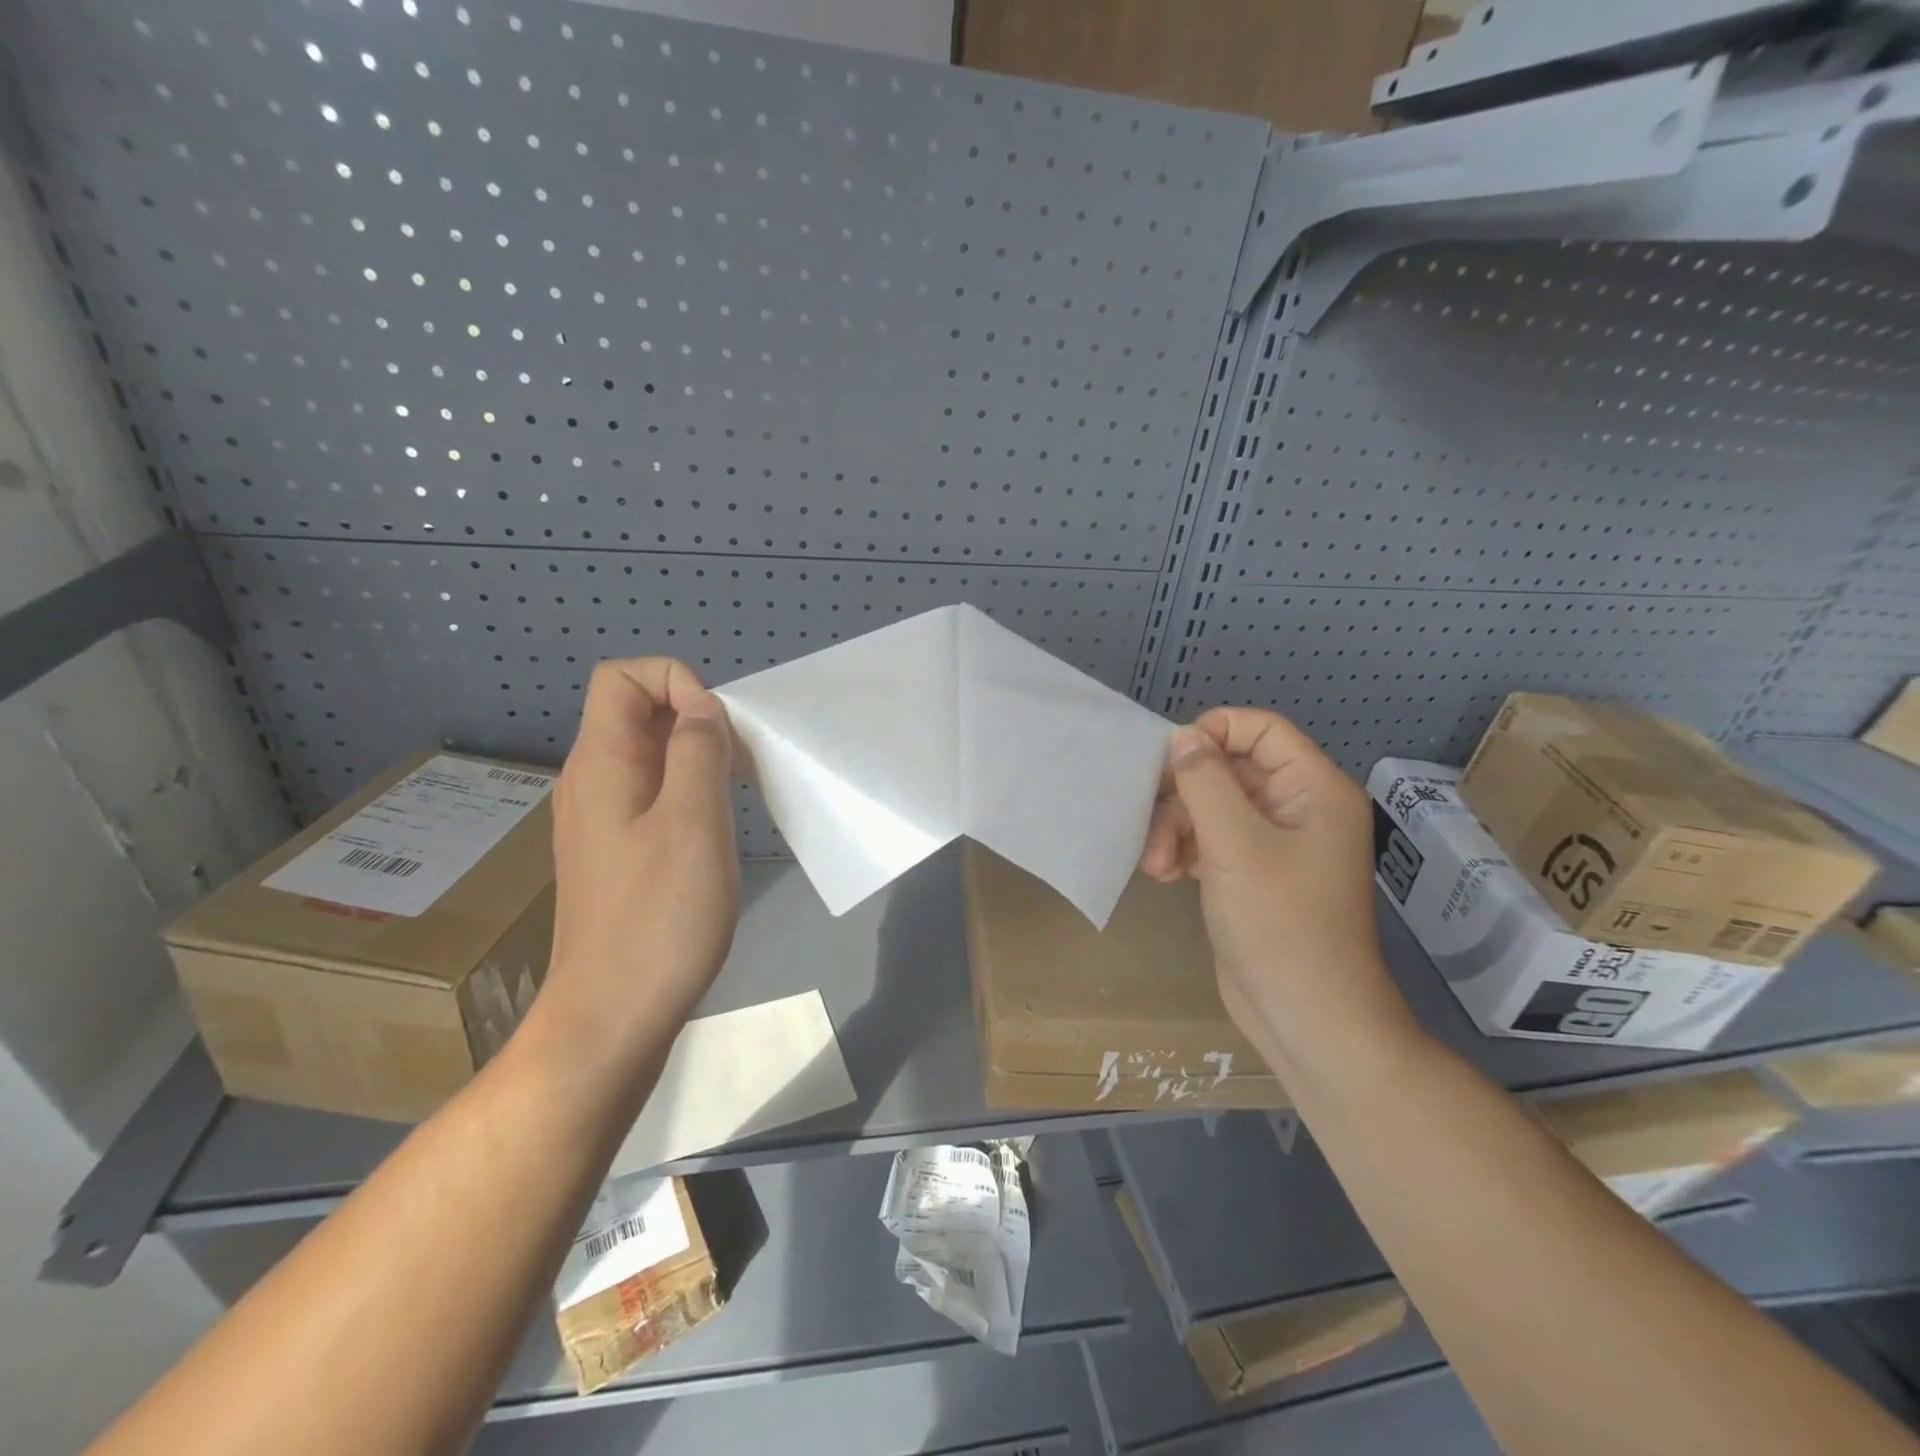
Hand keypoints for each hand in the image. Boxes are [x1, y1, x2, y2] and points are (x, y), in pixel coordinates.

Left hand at [538, 658, 741, 1079]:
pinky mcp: (615, 853)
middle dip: (696, 720)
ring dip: (697, 759)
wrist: (612, 1017)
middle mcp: (591, 781)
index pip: (622, 677)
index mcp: (600, 763)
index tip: (717, 730)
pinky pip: (651, 796)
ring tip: (735, 798)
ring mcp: (600, 820)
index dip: (676, 682)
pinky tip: (714, 833)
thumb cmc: (659, 916)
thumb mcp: (693, 821)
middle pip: (637, 713)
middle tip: (740, 767)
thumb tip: (703, 708)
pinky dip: (688, 794)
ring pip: (650, 756)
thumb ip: (698, 750)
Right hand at [1141, 708, 1399, 1056]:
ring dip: (1177, 828)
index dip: (1213, 733)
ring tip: (1156, 865)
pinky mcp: (1252, 873)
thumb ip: (1205, 782)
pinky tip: (1165, 874)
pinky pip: (1211, 840)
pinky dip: (1185, 850)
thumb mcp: (1235, 845)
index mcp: (1313, 789)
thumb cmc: (1280, 924)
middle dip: (1184, 796)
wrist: (1306, 1017)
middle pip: (1229, 770)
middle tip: (1152, 826)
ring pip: (1212, 807)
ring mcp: (1274, 843)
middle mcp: (1298, 808)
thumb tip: (1183, 737)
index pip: (1261, 730)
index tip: (1169, 760)